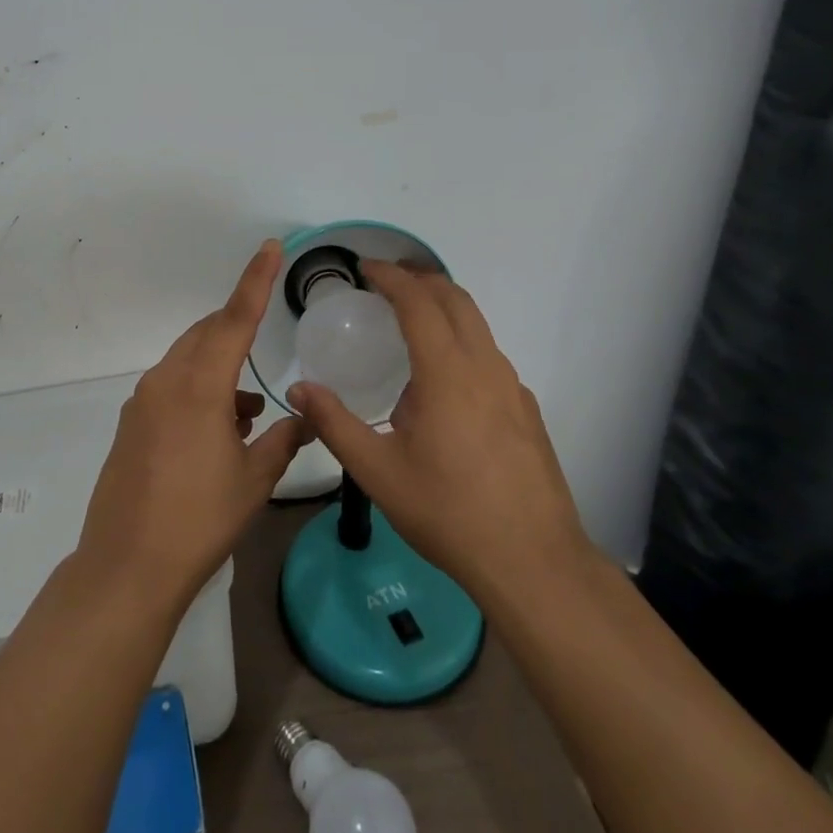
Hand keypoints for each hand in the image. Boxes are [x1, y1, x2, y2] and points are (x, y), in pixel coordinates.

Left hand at [75, 240, 311, 612]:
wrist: (128, 565)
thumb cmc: (199, 520)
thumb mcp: (253, 480)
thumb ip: (282, 439)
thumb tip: (305, 416)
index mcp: (200, 386)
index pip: (235, 318)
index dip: (256, 280)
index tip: (271, 247)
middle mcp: (166, 380)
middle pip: (207, 333)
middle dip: (237, 329)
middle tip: (265, 344)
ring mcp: (143, 400)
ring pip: (188, 359)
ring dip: (219, 369)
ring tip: (248, 413)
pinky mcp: (131, 421)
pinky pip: (171, 385)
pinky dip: (198, 389)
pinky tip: (218, 430)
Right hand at [288, 259, 592, 598]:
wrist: (533, 563)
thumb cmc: (448, 512)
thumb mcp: (377, 471)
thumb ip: (334, 424)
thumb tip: (299, 390)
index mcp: (447, 373)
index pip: (419, 302)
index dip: (391, 277)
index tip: (366, 268)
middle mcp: (484, 367)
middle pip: (456, 299)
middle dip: (421, 279)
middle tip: (387, 281)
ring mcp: (512, 388)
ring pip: (478, 325)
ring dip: (444, 307)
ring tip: (410, 321)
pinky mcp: (527, 410)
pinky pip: (490, 356)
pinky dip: (462, 341)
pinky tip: (444, 382)